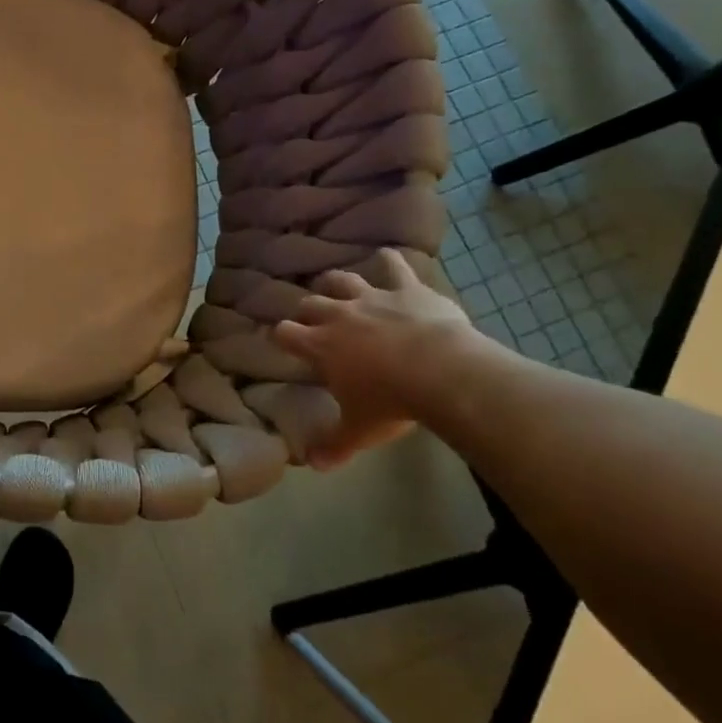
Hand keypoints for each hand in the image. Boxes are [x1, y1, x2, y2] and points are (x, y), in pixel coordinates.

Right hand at [271, 249, 485, 469]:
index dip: (280, 335)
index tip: (281, 339)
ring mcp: (371, 298)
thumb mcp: (360, 430)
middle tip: (312, 318)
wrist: (442, 372)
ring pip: (341, 280)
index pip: (284, 333)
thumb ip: (334, 445)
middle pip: (309, 303)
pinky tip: (387, 255)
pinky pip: (393, 266)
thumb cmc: (392, 403)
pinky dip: (388, 260)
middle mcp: (337, 316)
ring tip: (335, 285)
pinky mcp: (405, 289)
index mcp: (319, 346)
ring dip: (336, 282)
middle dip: (307, 309)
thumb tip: (313, 466)